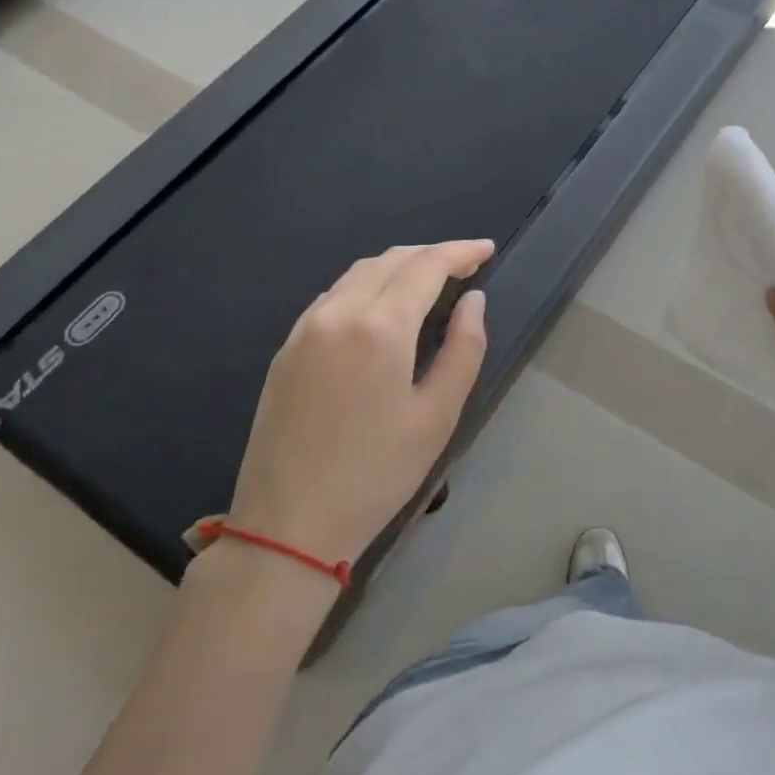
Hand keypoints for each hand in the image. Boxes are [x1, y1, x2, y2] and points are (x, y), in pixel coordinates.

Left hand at [228, 240, 492, 564]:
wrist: (287, 525)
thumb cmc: (377, 473)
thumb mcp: (438, 415)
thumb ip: (464, 348)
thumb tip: (473, 300)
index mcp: (380, 327)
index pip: (426, 266)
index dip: (460, 252)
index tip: (487, 249)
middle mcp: (338, 313)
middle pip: (391, 260)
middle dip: (432, 254)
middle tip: (466, 265)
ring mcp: (305, 328)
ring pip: (359, 272)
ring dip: (399, 266)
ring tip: (430, 280)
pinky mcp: (286, 348)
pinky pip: (334, 295)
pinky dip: (368, 284)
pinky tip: (383, 306)